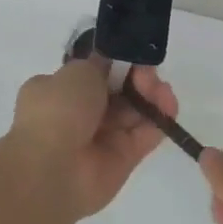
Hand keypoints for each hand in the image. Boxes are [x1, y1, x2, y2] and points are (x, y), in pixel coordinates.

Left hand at [6, 58, 179, 219]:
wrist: (53, 167)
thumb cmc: (59, 110)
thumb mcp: (78, 71)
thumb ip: (100, 64)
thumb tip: (110, 65)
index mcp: (58, 92)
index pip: (93, 74)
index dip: (115, 63)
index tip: (130, 56)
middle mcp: (79, 115)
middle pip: (119, 91)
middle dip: (136, 77)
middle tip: (146, 73)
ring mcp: (102, 139)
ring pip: (135, 111)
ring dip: (151, 95)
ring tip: (159, 89)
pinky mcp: (124, 159)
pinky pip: (146, 134)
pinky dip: (160, 118)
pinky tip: (168, 105)